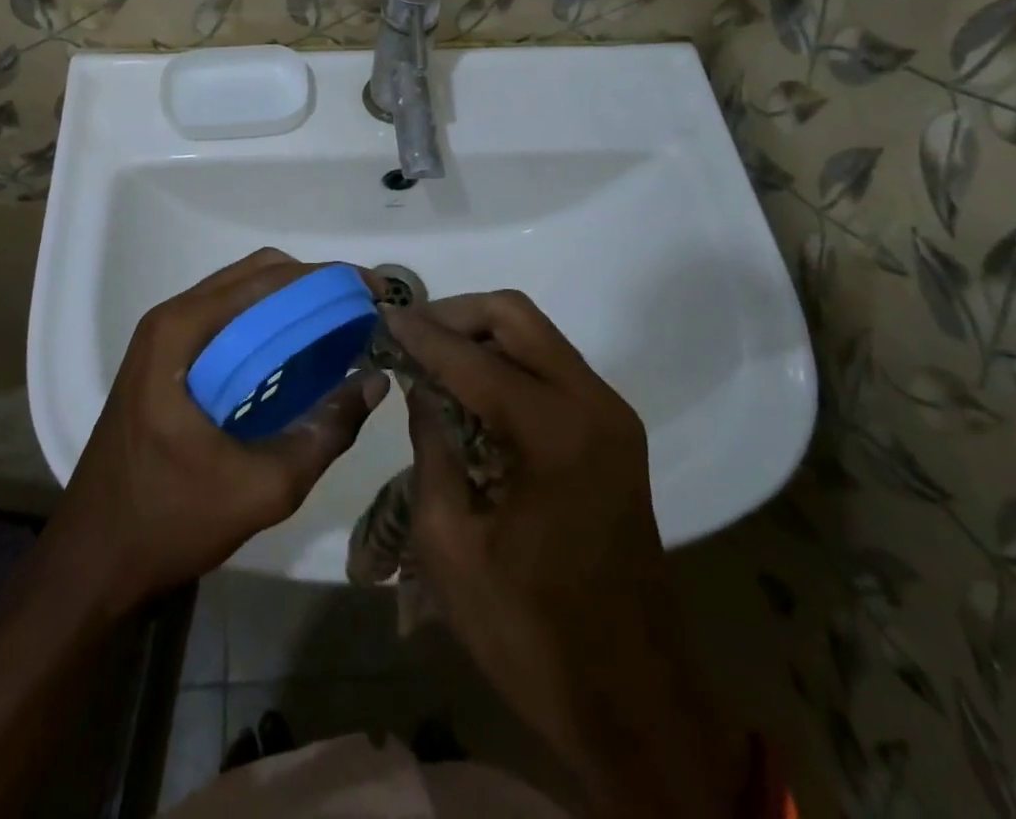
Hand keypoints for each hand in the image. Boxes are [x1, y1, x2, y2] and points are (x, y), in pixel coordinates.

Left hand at [52, 249, 388, 610]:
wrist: (93, 562)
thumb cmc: (170, 520)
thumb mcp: (263, 487)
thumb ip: (324, 431)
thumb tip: (375, 380)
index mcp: (182, 331)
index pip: (267, 279)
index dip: (325, 279)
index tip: (372, 293)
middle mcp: (171, 319)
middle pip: (254, 275)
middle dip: (312, 286)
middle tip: (359, 314)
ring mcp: (164, 338)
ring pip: (241, 295)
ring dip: (290, 303)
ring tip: (338, 329)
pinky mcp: (166, 360)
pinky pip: (227, 321)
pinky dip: (267, 324)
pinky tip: (298, 355)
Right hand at [389, 293, 744, 817]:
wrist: (634, 702)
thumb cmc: (530, 632)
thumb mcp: (450, 544)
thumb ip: (432, 447)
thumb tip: (422, 387)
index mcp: (555, 433)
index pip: (473, 358)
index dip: (421, 335)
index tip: (381, 317)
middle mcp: (593, 404)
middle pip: (515, 316)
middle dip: (455, 314)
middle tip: (409, 335)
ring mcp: (610, 415)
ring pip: (535, 334)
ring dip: (480, 334)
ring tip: (429, 357)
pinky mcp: (613, 432)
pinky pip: (550, 366)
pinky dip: (505, 360)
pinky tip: (469, 387)